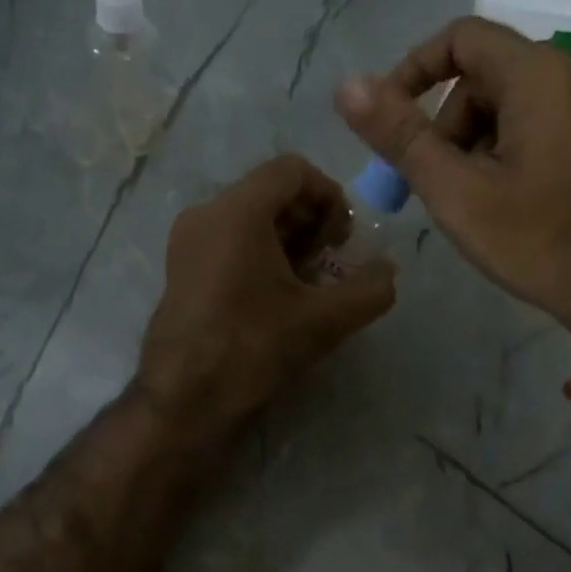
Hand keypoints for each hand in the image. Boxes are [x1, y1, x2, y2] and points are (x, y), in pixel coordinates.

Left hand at [137, 155, 395, 440]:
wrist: (183, 400)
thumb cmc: (252, 349)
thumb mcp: (324, 321)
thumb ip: (370, 290)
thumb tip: (389, 271)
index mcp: (237, 211)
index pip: (293, 170)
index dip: (331, 196)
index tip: (344, 240)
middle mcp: (206, 213)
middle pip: (270, 191)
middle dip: (311, 220)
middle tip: (329, 263)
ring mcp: (187, 240)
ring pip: (249, 216)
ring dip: (288, 239)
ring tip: (308, 283)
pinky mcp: (181, 267)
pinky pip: (229, 239)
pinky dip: (261, 252)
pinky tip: (278, 295)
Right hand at [335, 17, 570, 356]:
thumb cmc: (541, 241)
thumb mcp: (457, 191)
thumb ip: (400, 136)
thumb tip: (348, 86)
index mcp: (539, 75)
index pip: (461, 37)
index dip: (413, 71)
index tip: (389, 121)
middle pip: (483, 75)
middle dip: (444, 123)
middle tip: (432, 183)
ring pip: (508, 105)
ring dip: (471, 144)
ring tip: (468, 204)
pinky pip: (535, 126)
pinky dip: (502, 153)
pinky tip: (501, 205)